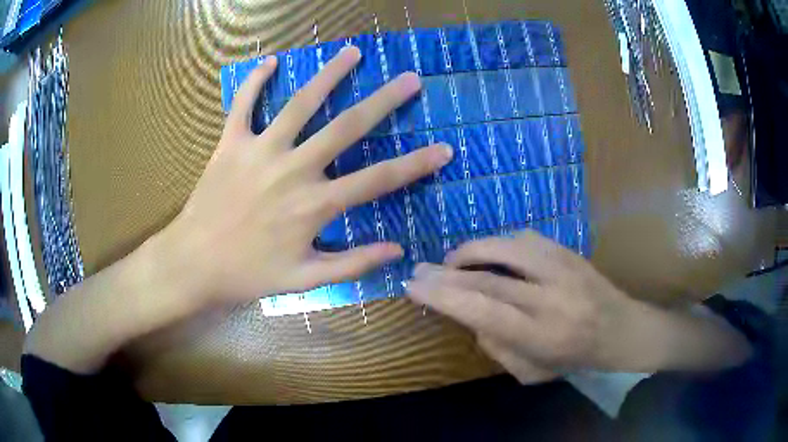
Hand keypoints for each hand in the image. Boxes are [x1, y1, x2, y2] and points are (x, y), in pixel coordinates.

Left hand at [154, 46, 451, 305]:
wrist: (193, 263)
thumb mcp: (304, 279)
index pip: (379, 180)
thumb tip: (396, 250)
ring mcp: (260, 151)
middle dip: (384, 101)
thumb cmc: (248, 274)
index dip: (416, 164)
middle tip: (409, 79)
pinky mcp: (230, 143)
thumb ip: (352, 263)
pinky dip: (255, 81)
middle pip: (347, 127)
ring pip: (301, 103)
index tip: (444, 148)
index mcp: (315, 205)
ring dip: (329, 74)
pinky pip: (244, 104)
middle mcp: (294, 169)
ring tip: (353, 52)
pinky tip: (270, 62)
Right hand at [406, 231, 752, 377]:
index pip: (483, 310)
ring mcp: (564, 268)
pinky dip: (497, 244)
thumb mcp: (531, 372)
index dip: (444, 296)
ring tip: (451, 261)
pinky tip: (487, 253)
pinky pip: (525, 239)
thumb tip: (470, 316)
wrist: (623, 329)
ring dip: (471, 251)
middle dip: (447, 273)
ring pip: (506, 247)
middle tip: (419, 270)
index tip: (414, 287)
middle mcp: (553, 297)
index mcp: (543, 335)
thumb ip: (496, 346)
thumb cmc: (576, 359)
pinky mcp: (569, 251)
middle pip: (489, 278)